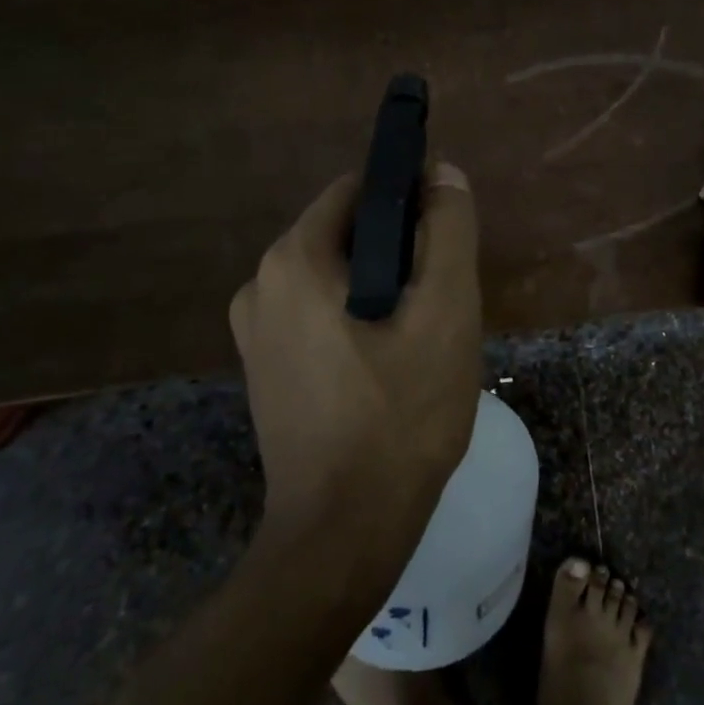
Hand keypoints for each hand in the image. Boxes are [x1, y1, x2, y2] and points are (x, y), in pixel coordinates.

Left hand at [230, 163, 481, 538]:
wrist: (345, 532)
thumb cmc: (401, 414)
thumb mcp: (446, 312)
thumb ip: (448, 231)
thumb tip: (443, 172)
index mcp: (294, 259)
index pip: (360, 191)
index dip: (411, 201)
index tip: (448, 241)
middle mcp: (260, 284)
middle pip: (348, 236)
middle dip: (401, 254)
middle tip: (442, 303)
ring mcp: (255, 332)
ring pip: (337, 279)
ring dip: (383, 291)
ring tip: (422, 339)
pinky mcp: (265, 370)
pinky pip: (320, 317)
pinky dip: (357, 321)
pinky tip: (390, 367)